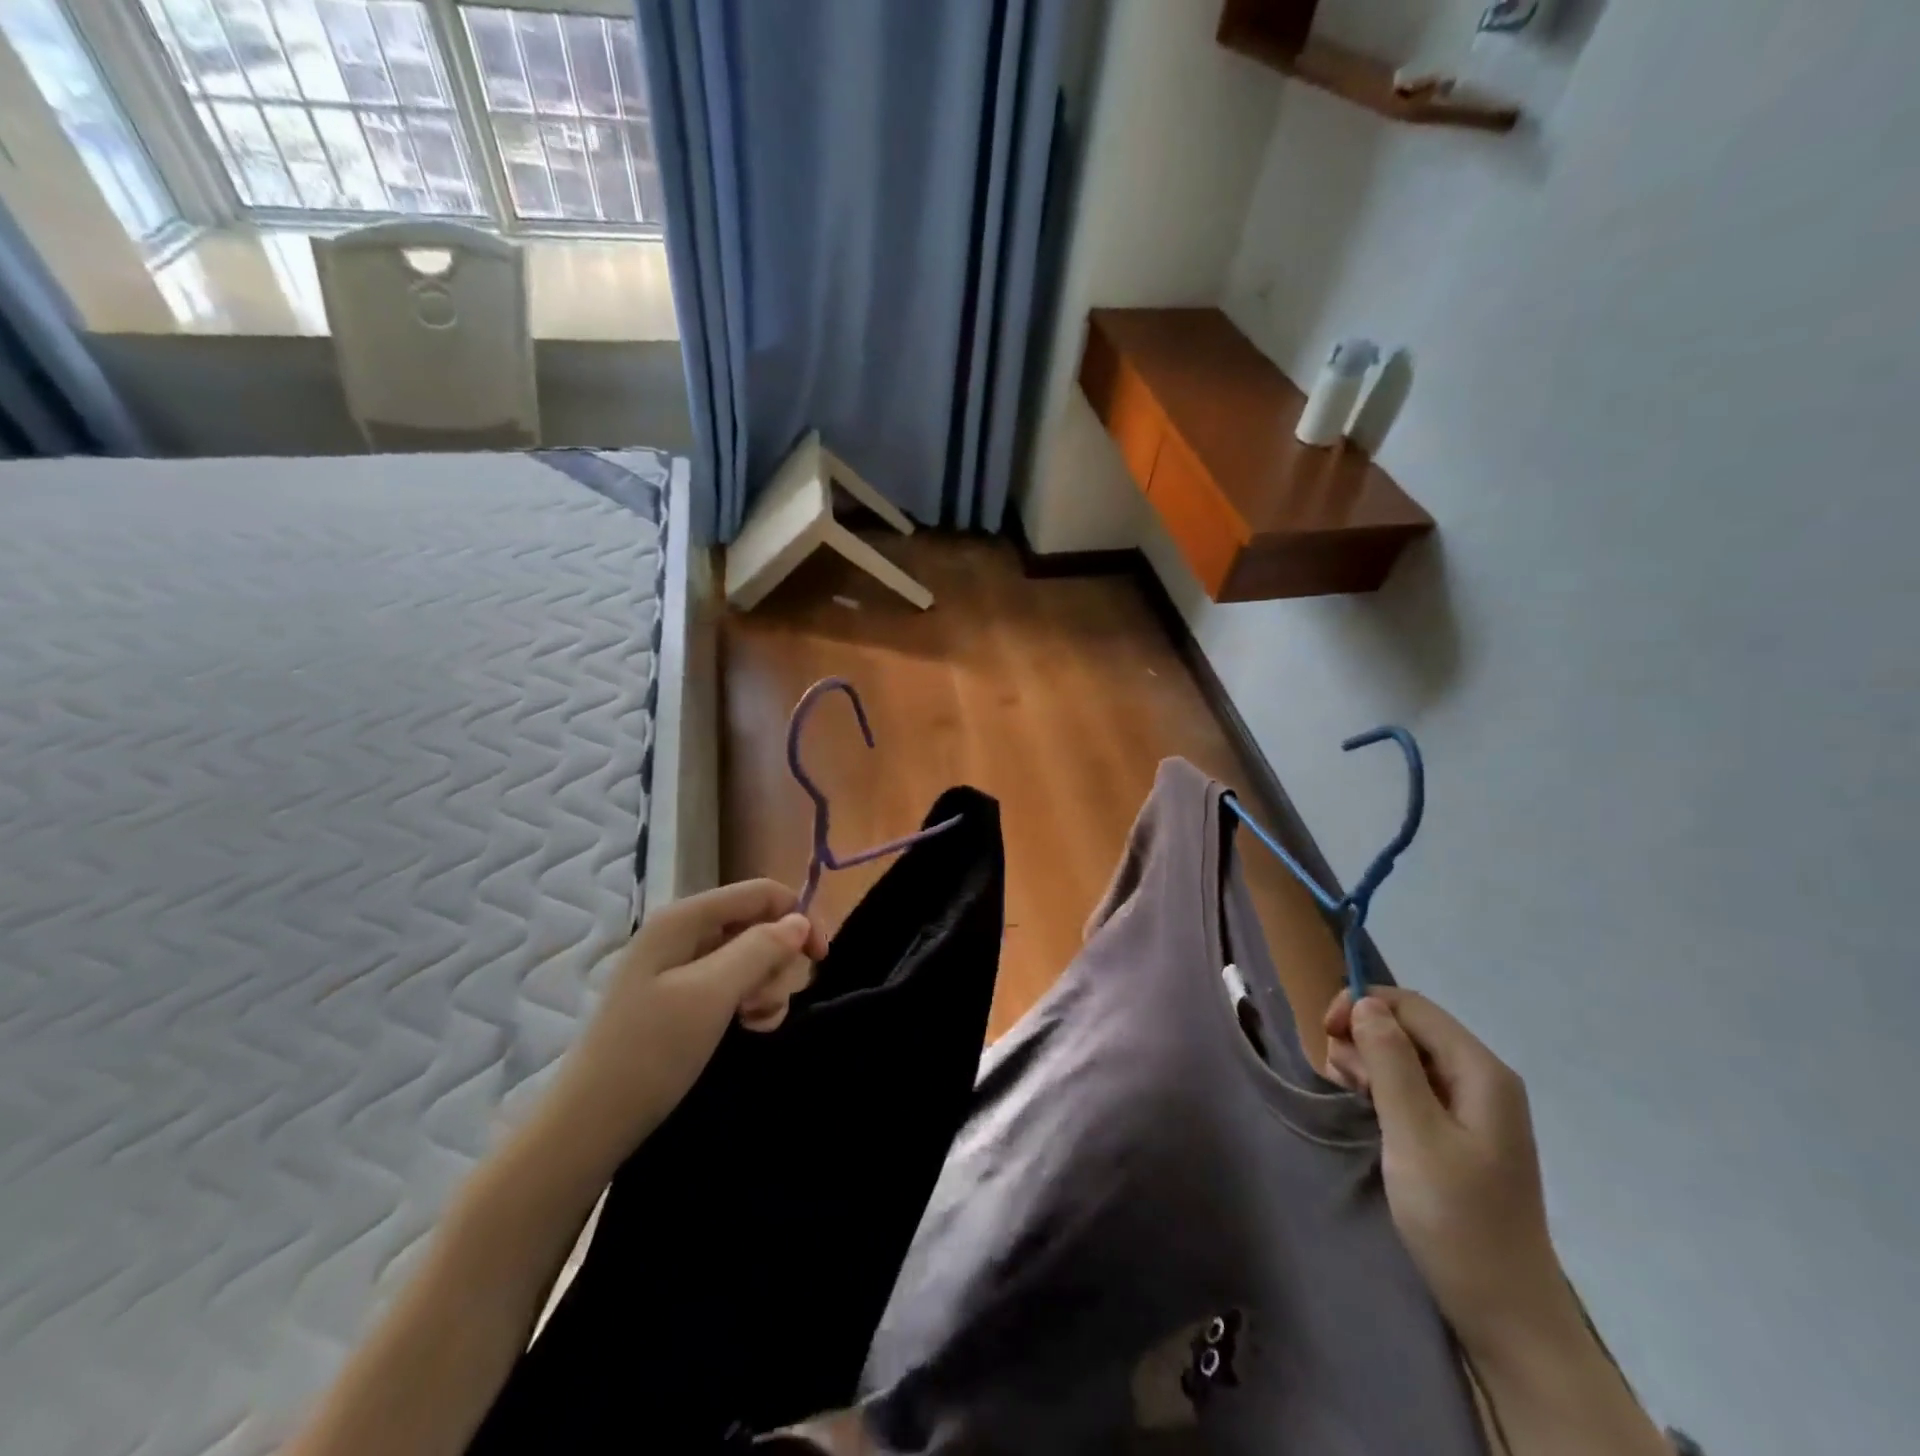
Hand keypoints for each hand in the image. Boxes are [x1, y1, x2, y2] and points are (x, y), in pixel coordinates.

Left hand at [559, 879, 827, 1152]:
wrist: (591, 1124)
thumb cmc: (651, 1052)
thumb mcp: (713, 994)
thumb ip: (761, 949)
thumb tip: (800, 921)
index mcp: (685, 918)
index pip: (761, 893)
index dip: (797, 916)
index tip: (821, 959)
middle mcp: (684, 933)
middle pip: (759, 925)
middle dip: (775, 963)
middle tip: (762, 1005)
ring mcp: (682, 966)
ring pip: (752, 958)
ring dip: (765, 989)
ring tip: (751, 1023)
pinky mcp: (683, 998)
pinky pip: (734, 985)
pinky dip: (750, 1004)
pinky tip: (746, 1029)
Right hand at [1322, 987, 1572, 1356]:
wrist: (1504, 1312)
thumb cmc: (1456, 1219)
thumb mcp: (1413, 1134)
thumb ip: (1389, 1062)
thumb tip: (1365, 1003)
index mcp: (1481, 1072)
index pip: (1412, 1006)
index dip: (1362, 1005)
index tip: (1325, 1033)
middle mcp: (1481, 1079)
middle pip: (1409, 1026)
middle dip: (1364, 1036)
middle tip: (1338, 1076)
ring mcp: (1472, 1107)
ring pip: (1406, 1054)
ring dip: (1369, 1062)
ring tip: (1350, 1094)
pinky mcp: (1459, 1131)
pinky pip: (1412, 1085)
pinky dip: (1382, 1086)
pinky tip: (1366, 1106)